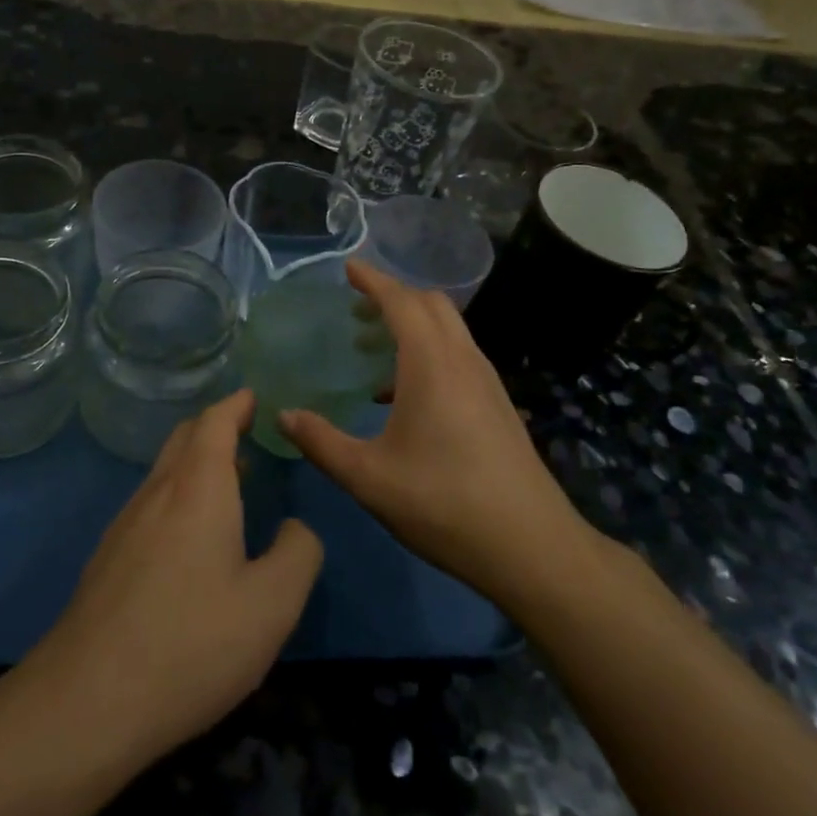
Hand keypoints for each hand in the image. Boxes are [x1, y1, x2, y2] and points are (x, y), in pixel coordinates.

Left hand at [28, 390, 322, 762]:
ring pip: (164, 471)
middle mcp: (157, 492)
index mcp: (197, 488)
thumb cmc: (192, 642)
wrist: (89, 700)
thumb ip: (298, 554)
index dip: (236, 404)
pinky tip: (191, 536)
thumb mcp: (273, 604)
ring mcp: (125, 524)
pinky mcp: (107, 557)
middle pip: (185, 438)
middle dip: (216, 426)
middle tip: (246, 431)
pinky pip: (150, 503)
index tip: (254, 397)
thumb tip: (293, 528)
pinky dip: (178, 494)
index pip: (215, 422)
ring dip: (196, 462)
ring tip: (229, 479)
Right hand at [278, 261, 596, 612]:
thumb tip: (284, 417)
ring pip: (449, 330)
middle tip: (355, 310)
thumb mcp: (368, 477)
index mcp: (432, 364)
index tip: (348, 268)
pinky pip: (459, 356)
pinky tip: (404, 396)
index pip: (401, 301)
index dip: (373, 280)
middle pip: (431, 305)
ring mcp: (487, 382)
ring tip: (373, 349)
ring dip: (413, 325)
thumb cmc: (443, 504)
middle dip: (393, 297)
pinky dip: (429, 351)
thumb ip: (321, 442)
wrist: (532, 547)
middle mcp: (463, 361)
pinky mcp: (498, 405)